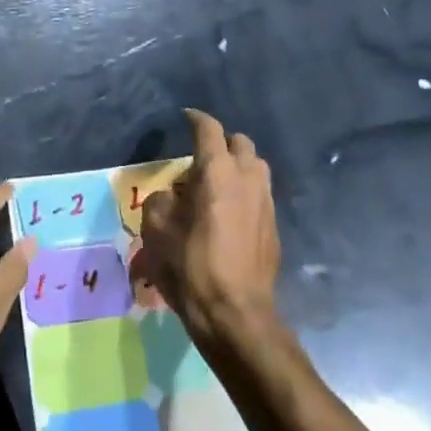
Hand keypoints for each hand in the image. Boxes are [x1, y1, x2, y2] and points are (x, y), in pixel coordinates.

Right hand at [128, 109, 279, 345]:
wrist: (235, 313)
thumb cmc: (191, 266)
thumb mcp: (156, 230)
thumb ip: (160, 201)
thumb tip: (171, 196)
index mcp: (217, 171)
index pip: (209, 129)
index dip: (196, 119)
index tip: (186, 116)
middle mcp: (247, 177)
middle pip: (240, 143)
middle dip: (221, 143)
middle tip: (200, 158)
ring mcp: (266, 201)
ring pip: (255, 167)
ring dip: (237, 166)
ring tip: (215, 184)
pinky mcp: (274, 226)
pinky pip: (259, 194)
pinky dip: (244, 192)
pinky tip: (228, 212)